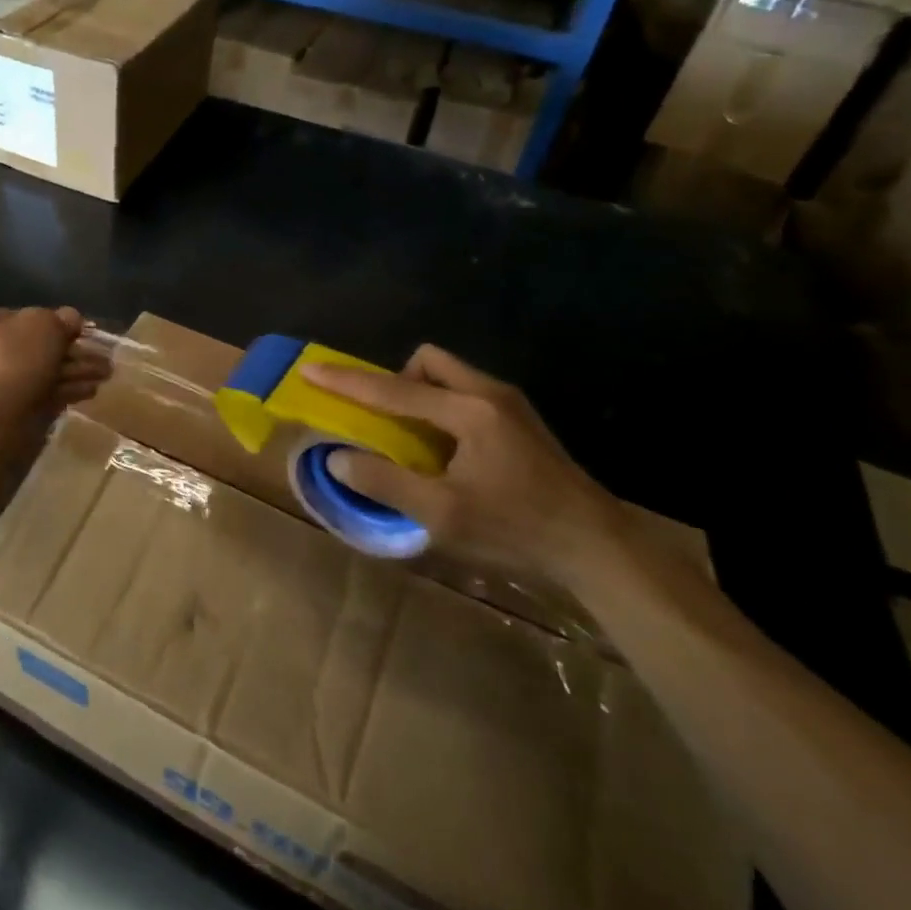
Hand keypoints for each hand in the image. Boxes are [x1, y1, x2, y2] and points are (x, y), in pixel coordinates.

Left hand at [0, 306, 109, 417]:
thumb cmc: (14, 359)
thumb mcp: (46, 324)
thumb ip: (62, 318)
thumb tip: (71, 319)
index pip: (20, 315)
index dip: (54, 321)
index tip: (80, 331)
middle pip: (34, 346)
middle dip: (71, 352)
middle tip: (101, 356)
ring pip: (40, 372)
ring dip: (74, 371)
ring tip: (105, 375)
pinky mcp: (6, 411)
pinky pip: (40, 394)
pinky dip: (64, 391)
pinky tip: (90, 391)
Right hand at [302, 345, 621, 585]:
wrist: (599, 547)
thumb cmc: (518, 530)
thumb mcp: (443, 516)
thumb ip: (386, 484)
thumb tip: (339, 460)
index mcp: (469, 411)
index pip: (393, 390)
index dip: (347, 382)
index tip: (311, 370)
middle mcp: (489, 394)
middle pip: (428, 361)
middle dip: (396, 381)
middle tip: (386, 421)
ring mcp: (511, 405)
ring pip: (449, 376)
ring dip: (420, 395)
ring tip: (414, 442)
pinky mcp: (522, 421)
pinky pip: (466, 394)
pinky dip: (442, 409)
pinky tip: (447, 453)